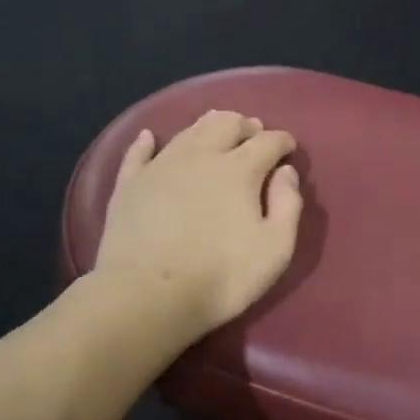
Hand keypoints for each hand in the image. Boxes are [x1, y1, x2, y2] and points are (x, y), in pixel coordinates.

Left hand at [94, 109, 304, 338]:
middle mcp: (201, 155)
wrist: (146, 295)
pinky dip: (146, 142)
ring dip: (208, 126)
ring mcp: (161, 166)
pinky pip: (138, 153)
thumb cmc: (219, 276)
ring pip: (188, 131)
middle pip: (226, 124)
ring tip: (217, 129)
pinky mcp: (130, 184)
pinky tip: (148, 137)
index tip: (289, 147)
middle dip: (245, 125)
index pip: (267, 141)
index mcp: (239, 169)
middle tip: (253, 133)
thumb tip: (286, 172)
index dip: (282, 141)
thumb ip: (288, 205)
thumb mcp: (275, 249)